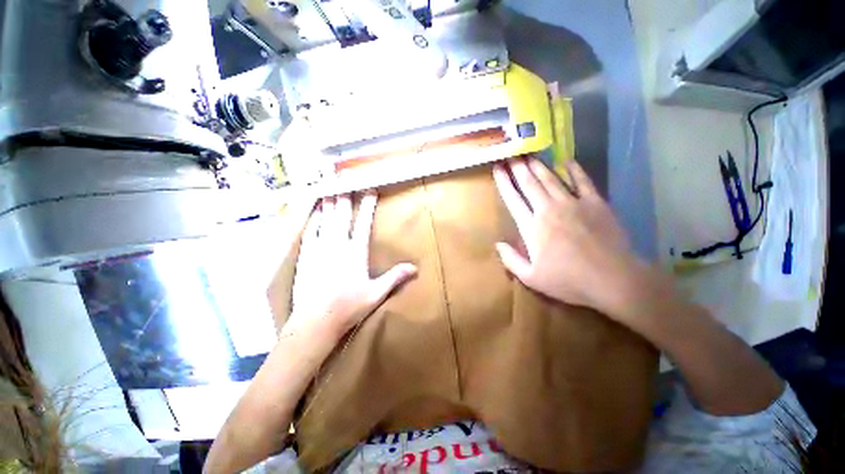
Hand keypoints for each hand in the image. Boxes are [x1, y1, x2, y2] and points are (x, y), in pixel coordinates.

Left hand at [288, 192, 417, 338]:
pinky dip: (313, 219)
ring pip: (324, 219)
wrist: (315, 321)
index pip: (364, 223)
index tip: (370, 190)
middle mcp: (337, 245)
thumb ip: (395, 278)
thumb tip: (415, 268)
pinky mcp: (306, 255)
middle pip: (342, 215)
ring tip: (327, 186)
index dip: (368, 205)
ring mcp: (319, 248)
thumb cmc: (349, 307)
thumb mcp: (376, 294)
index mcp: (355, 252)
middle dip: (344, 195)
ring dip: (328, 202)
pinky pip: (310, 231)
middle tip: (344, 178)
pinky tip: (314, 211)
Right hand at [493, 157, 645, 316]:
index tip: (497, 169)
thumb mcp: (531, 278)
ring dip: (538, 166)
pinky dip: (574, 170)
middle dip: (518, 167)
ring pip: (551, 179)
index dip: (504, 182)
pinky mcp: (595, 203)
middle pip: (530, 184)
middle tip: (511, 153)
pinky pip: (582, 181)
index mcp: (532, 227)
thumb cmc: (568, 281)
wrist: (613, 280)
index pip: (513, 199)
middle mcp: (548, 210)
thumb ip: (510, 260)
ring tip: (529, 154)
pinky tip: (566, 161)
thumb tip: (498, 244)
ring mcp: (573, 204)